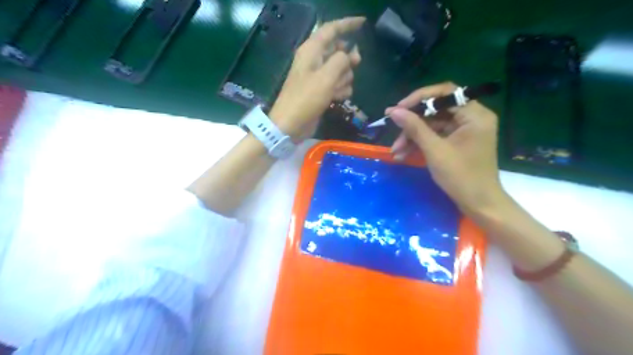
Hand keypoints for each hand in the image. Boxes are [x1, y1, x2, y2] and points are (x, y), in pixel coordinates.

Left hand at [268, 17, 366, 139]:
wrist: (291, 124)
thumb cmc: (306, 99)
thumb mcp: (326, 77)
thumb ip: (341, 61)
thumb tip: (349, 55)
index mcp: (311, 50)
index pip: (331, 29)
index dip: (347, 24)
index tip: (363, 23)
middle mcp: (314, 61)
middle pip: (338, 50)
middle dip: (348, 59)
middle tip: (356, 64)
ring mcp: (318, 77)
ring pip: (341, 70)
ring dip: (344, 79)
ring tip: (336, 90)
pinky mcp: (321, 91)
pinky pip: (338, 84)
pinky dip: (340, 90)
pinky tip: (336, 98)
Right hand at [385, 81, 505, 214]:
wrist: (478, 204)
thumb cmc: (461, 177)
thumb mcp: (434, 150)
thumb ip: (414, 127)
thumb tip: (393, 111)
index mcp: (474, 114)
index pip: (445, 93)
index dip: (419, 98)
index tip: (398, 109)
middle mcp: (471, 118)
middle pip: (436, 110)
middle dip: (412, 124)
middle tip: (393, 132)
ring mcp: (463, 130)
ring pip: (432, 125)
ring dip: (412, 137)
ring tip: (395, 151)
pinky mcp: (456, 142)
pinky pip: (435, 136)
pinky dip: (419, 144)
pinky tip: (403, 154)